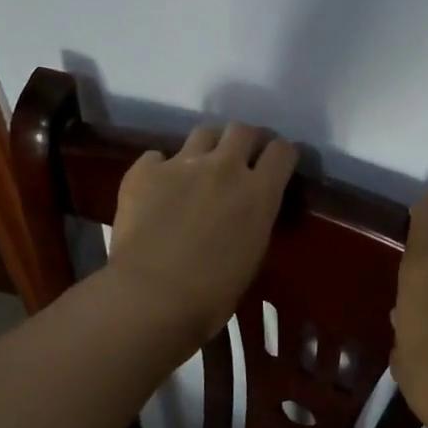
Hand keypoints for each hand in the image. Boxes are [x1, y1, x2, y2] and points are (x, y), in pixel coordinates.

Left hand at [108, 123, 297, 344]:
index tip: (277, 165)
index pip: (282, 151)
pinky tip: (156, 188)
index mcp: (259, 192)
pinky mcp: (144, 171)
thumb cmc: (211, 294)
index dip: (281, 155)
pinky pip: (156, 156)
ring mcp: (182, 164)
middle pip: (243, 129)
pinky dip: (160, 168)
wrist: (150, 297)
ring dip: (208, 145)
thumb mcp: (252, 256)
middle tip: (239, 161)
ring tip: (200, 165)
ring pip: (204, 132)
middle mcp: (225, 167)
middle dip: (245, 141)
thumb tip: (246, 213)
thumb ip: (254, 221)